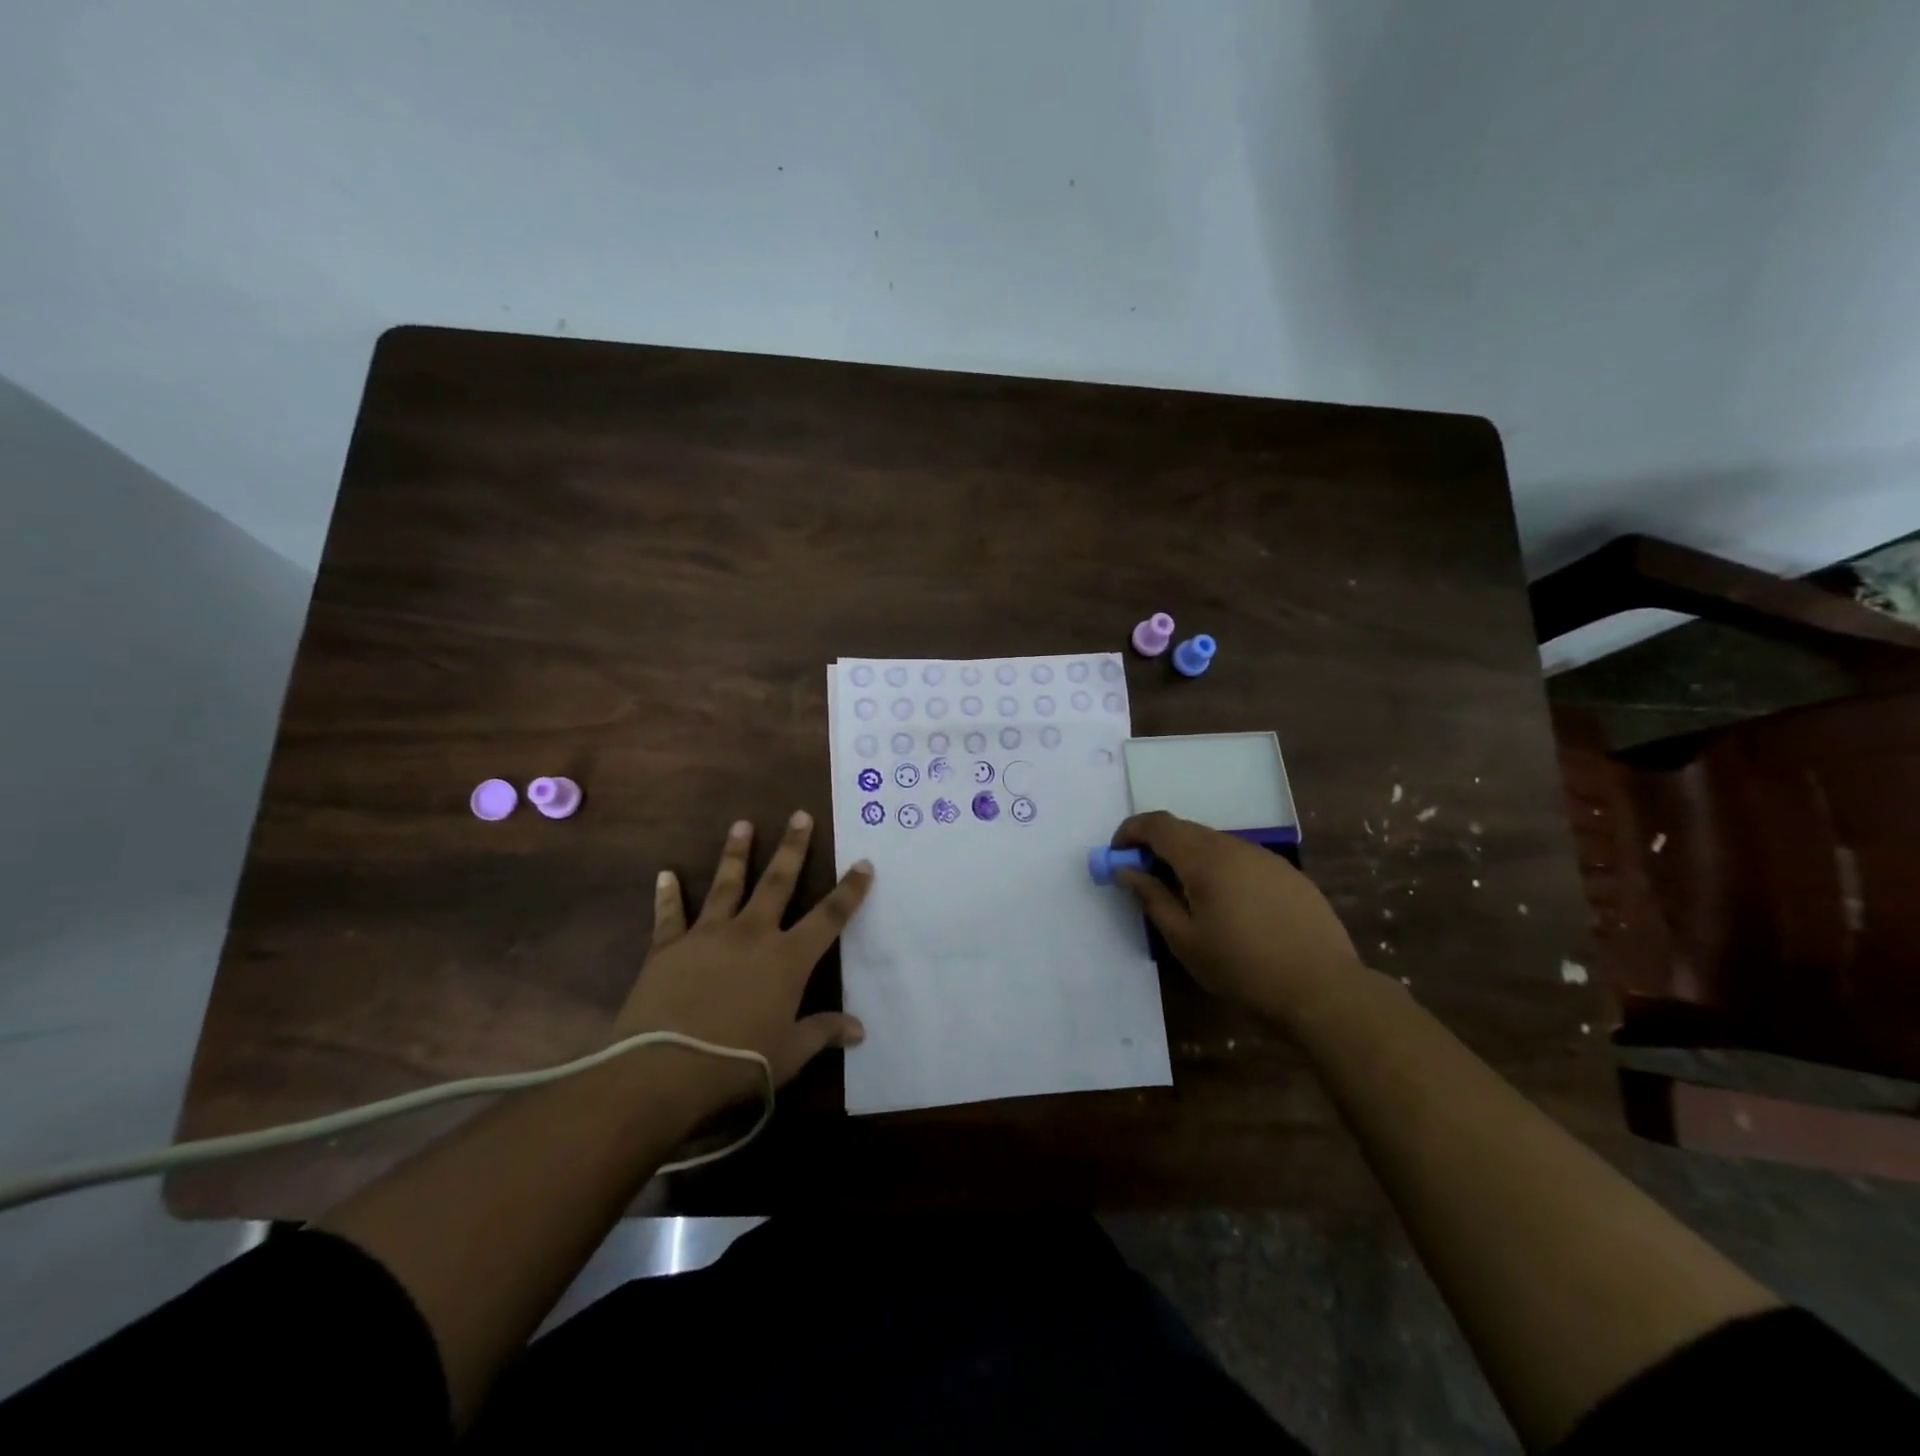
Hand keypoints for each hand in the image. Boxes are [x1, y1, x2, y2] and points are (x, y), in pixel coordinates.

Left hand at [611, 811, 872, 1121]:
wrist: (662, 1071)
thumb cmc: (737, 1063)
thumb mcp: (789, 1054)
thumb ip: (823, 1032)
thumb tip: (859, 1030)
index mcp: (787, 959)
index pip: (829, 917)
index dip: (850, 890)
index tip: (864, 863)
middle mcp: (752, 934)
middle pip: (778, 882)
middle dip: (793, 847)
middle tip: (800, 815)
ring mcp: (708, 935)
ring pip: (727, 884)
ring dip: (736, 853)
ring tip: (742, 824)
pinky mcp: (668, 947)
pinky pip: (670, 914)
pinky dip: (668, 894)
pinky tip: (666, 874)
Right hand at [1113, 811, 1364, 1023]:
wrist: (1322, 989)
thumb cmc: (1241, 967)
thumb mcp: (1184, 940)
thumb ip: (1151, 897)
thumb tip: (1124, 869)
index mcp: (1204, 859)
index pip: (1157, 824)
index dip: (1130, 832)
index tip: (1117, 855)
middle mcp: (1234, 847)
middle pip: (1185, 830)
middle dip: (1157, 846)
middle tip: (1146, 880)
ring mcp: (1265, 857)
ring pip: (1215, 844)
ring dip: (1190, 858)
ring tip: (1186, 897)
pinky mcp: (1287, 873)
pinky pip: (1241, 859)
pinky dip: (1220, 869)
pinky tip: (1229, 907)